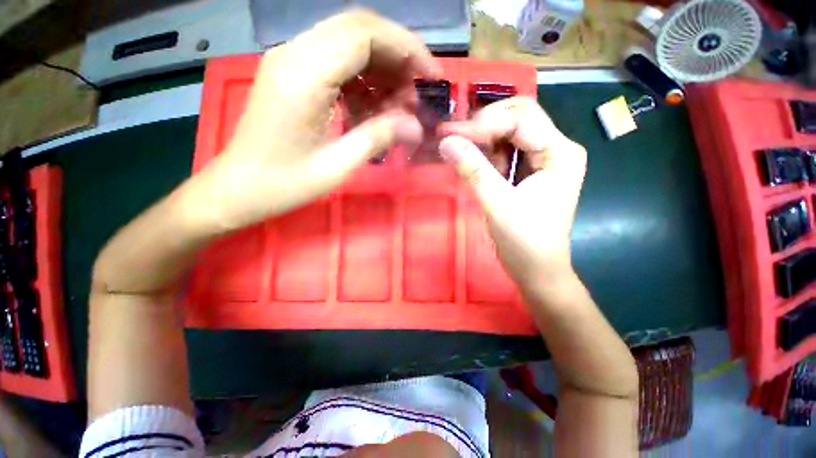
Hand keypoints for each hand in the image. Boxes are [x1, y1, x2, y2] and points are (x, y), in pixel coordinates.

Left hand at [183, 10, 440, 232]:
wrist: (239, 187)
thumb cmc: (284, 184)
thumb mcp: (337, 167)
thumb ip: (377, 138)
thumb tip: (415, 125)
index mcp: (305, 76)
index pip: (365, 34)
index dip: (406, 49)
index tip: (430, 77)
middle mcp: (295, 54)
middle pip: (358, 29)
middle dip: (398, 55)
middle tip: (418, 91)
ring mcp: (291, 60)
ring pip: (349, 42)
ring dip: (381, 68)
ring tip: (399, 104)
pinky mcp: (292, 73)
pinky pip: (336, 61)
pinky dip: (363, 79)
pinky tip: (372, 107)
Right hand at [439, 97, 586, 290]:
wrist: (537, 270)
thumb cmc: (524, 241)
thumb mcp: (497, 204)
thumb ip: (473, 170)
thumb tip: (445, 141)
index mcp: (560, 152)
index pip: (520, 119)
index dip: (483, 123)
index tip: (450, 136)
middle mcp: (556, 148)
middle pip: (517, 118)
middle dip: (483, 125)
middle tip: (453, 139)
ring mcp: (543, 159)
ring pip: (509, 133)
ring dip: (482, 138)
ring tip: (458, 149)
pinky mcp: (530, 172)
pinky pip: (505, 151)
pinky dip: (486, 153)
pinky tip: (471, 160)